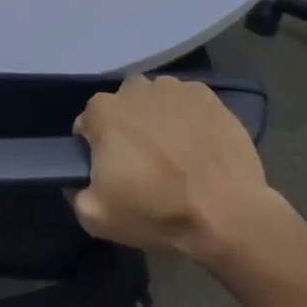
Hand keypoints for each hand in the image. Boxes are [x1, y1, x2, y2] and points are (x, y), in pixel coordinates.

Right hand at [72, 74, 283, 264]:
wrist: (228, 213)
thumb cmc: (158, 210)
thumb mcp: (99, 219)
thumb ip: (78, 195)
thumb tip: (80, 183)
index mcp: (103, 110)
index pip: (89, 124)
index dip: (98, 149)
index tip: (114, 172)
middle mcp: (133, 87)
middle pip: (123, 108)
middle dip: (129, 129)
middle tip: (146, 165)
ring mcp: (172, 87)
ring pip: (156, 101)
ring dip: (159, 121)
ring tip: (178, 156)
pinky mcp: (205, 94)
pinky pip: (187, 103)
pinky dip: (189, 119)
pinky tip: (200, 147)